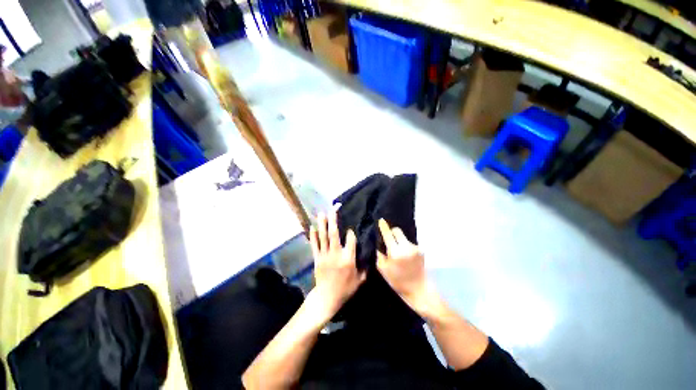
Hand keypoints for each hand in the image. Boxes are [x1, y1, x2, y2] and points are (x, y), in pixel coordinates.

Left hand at [309, 211, 365, 318]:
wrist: (326, 298)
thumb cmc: (345, 289)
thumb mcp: (359, 280)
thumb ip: (365, 267)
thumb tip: (369, 256)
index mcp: (348, 259)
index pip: (350, 240)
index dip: (351, 233)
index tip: (351, 229)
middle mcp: (336, 254)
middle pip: (334, 234)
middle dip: (333, 221)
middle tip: (332, 210)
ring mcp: (325, 255)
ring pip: (323, 237)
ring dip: (322, 224)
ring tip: (321, 213)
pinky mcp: (317, 258)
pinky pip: (314, 245)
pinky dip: (313, 236)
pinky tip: (312, 227)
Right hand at [377, 219, 439, 317]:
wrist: (419, 289)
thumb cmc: (398, 281)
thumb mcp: (383, 269)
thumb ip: (379, 255)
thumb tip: (378, 244)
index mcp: (395, 252)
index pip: (388, 234)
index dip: (384, 227)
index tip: (381, 220)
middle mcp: (406, 247)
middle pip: (397, 231)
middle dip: (392, 232)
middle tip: (389, 240)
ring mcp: (415, 248)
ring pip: (404, 237)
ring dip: (399, 240)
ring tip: (398, 251)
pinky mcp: (421, 250)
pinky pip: (409, 243)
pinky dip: (405, 246)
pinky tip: (405, 256)